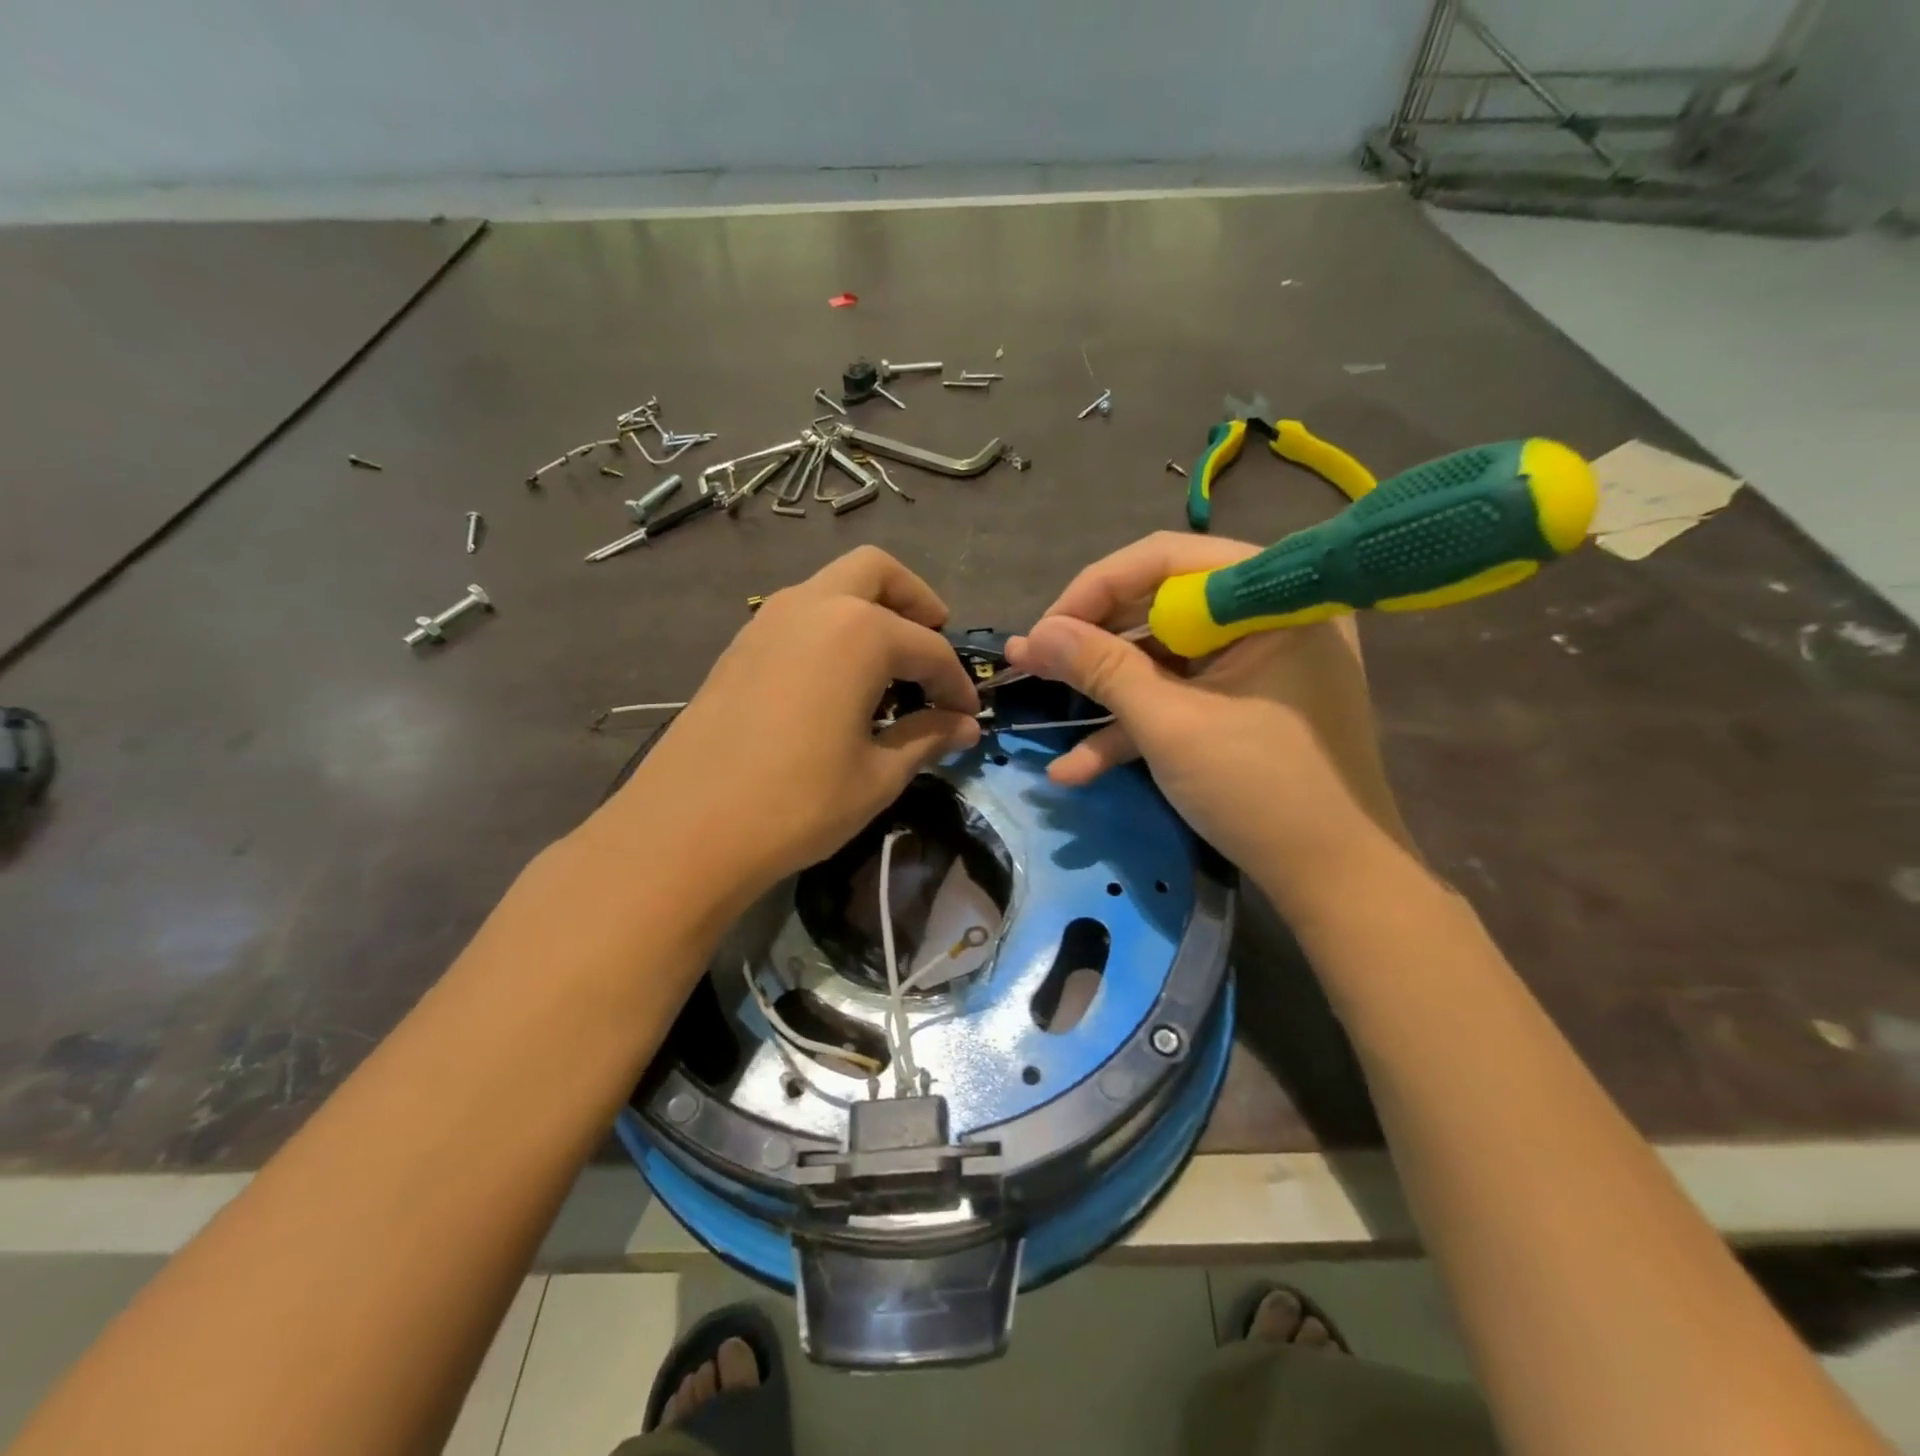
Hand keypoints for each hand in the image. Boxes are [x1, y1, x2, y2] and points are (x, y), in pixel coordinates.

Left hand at [580, 547, 980, 920]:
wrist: (686, 829)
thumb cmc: (798, 802)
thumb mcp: (877, 776)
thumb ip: (926, 738)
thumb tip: (965, 727)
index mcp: (858, 632)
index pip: (929, 648)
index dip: (956, 683)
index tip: (968, 716)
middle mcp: (813, 606)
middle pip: (877, 572)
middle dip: (915, 601)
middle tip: (933, 643)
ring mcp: (767, 620)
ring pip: (832, 587)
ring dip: (870, 611)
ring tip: (888, 670)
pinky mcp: (739, 646)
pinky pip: (800, 615)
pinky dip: (832, 630)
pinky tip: (837, 684)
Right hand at [1004, 533, 1413, 910]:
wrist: (1335, 882)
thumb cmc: (1260, 789)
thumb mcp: (1170, 725)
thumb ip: (1101, 669)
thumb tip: (1033, 635)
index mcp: (1268, 598)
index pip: (1166, 561)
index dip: (1094, 590)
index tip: (1043, 630)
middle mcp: (1266, 617)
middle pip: (1159, 607)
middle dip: (1090, 643)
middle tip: (1032, 662)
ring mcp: (1257, 664)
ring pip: (1163, 658)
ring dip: (1103, 691)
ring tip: (1037, 702)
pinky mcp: (1245, 706)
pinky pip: (1183, 697)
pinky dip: (1135, 726)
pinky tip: (1076, 768)